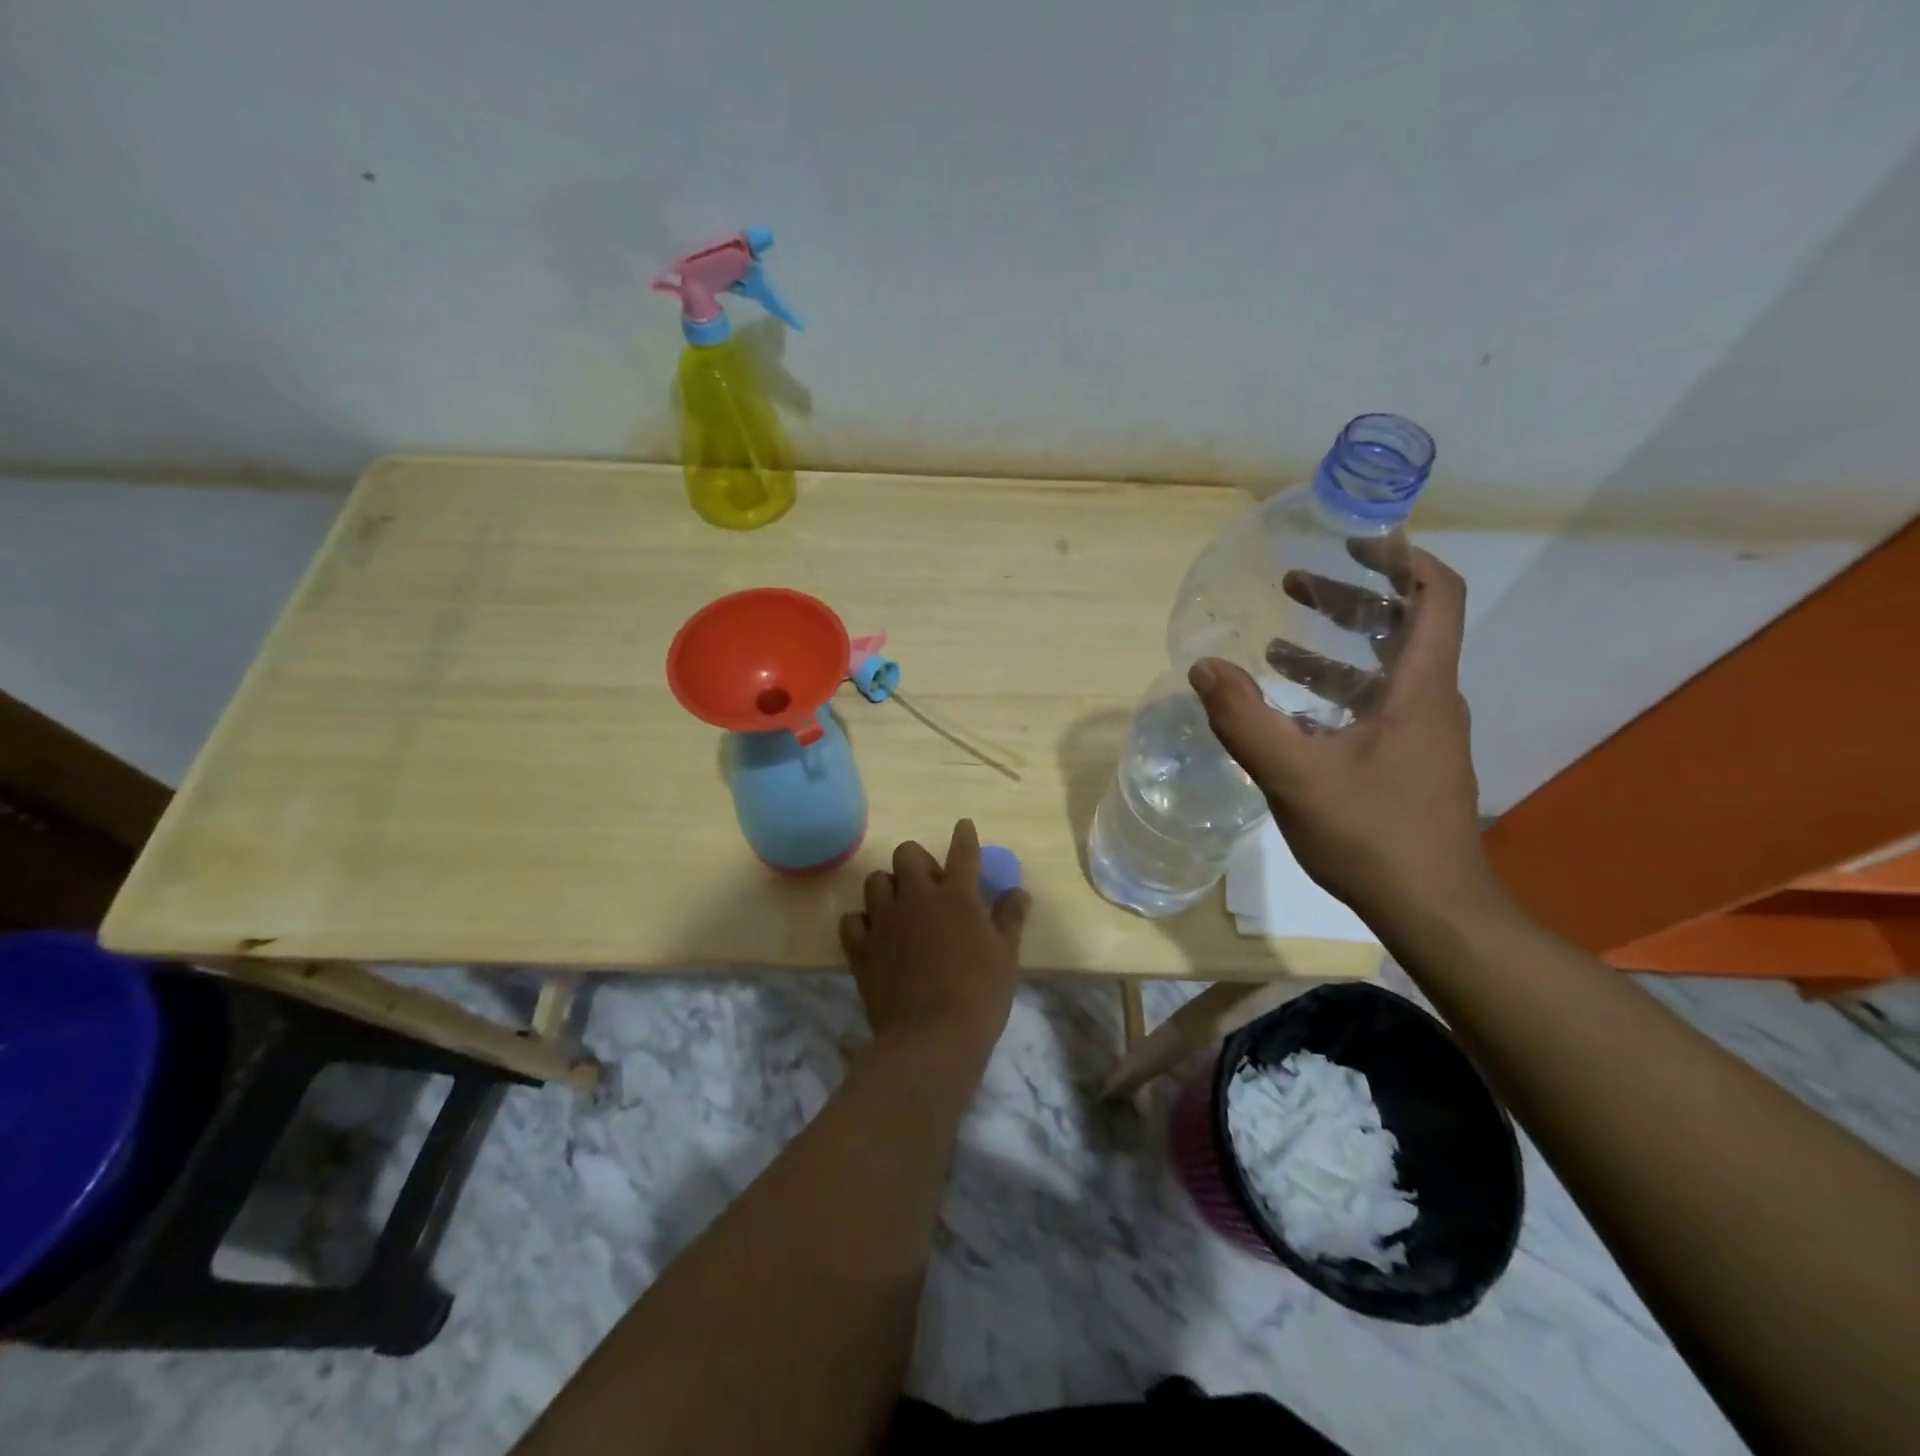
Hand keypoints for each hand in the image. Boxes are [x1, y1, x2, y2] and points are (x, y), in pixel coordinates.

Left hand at [839, 820, 1030, 1069]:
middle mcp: (917, 898)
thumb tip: (1019, 891)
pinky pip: (851, 920)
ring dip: (887, 887)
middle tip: (929, 883)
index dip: (964, 836)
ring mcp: (884, 921)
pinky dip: (861, 922)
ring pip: (875, 881)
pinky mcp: (861, 948)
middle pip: (907, 854)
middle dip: (917, 860)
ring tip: (898, 906)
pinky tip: (873, 934)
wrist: (932, 1039)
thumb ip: (1010, 918)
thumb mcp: (1006, 956)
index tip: (963, 827)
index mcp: (957, 896)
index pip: (962, 852)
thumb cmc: (979, 996)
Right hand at [1188, 547, 1496, 929]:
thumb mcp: (1296, 775)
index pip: (1435, 596)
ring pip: (1384, 670)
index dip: (1401, 558)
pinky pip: (1373, 706)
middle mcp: (1430, 701)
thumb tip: (1203, 666)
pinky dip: (1334, 691)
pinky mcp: (1408, 762)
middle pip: (1403, 626)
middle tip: (1295, 582)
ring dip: (1335, 647)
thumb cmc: (1372, 835)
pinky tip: (1290, 709)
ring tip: (1276, 642)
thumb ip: (1245, 719)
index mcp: (1419, 689)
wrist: (1432, 908)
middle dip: (1350, 598)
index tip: (1354, 539)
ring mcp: (1421, 734)